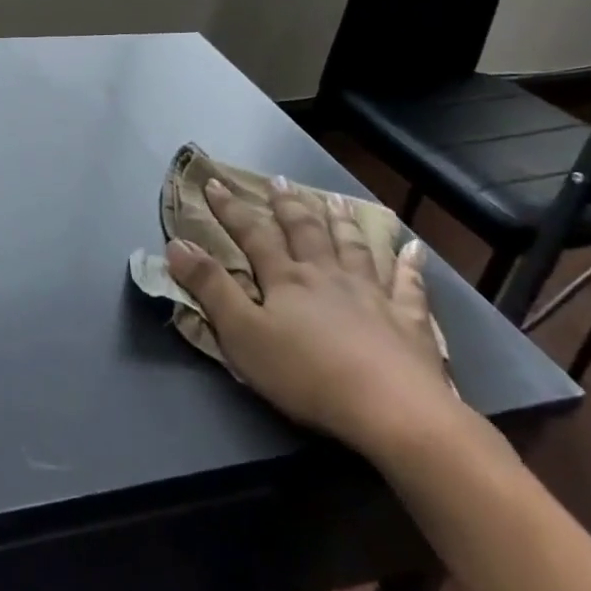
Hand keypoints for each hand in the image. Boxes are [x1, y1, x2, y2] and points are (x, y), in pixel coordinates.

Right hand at [166, 176, 459, 458]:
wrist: (391, 408)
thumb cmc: (306, 374)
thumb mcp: (242, 334)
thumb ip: (210, 288)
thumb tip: (177, 244)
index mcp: (286, 279)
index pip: (253, 235)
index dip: (230, 209)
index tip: (214, 183)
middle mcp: (327, 275)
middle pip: (305, 232)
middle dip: (288, 206)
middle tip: (280, 181)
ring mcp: (372, 295)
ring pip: (354, 248)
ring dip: (342, 223)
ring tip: (336, 200)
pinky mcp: (409, 321)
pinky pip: (410, 286)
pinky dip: (410, 266)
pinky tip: (413, 250)